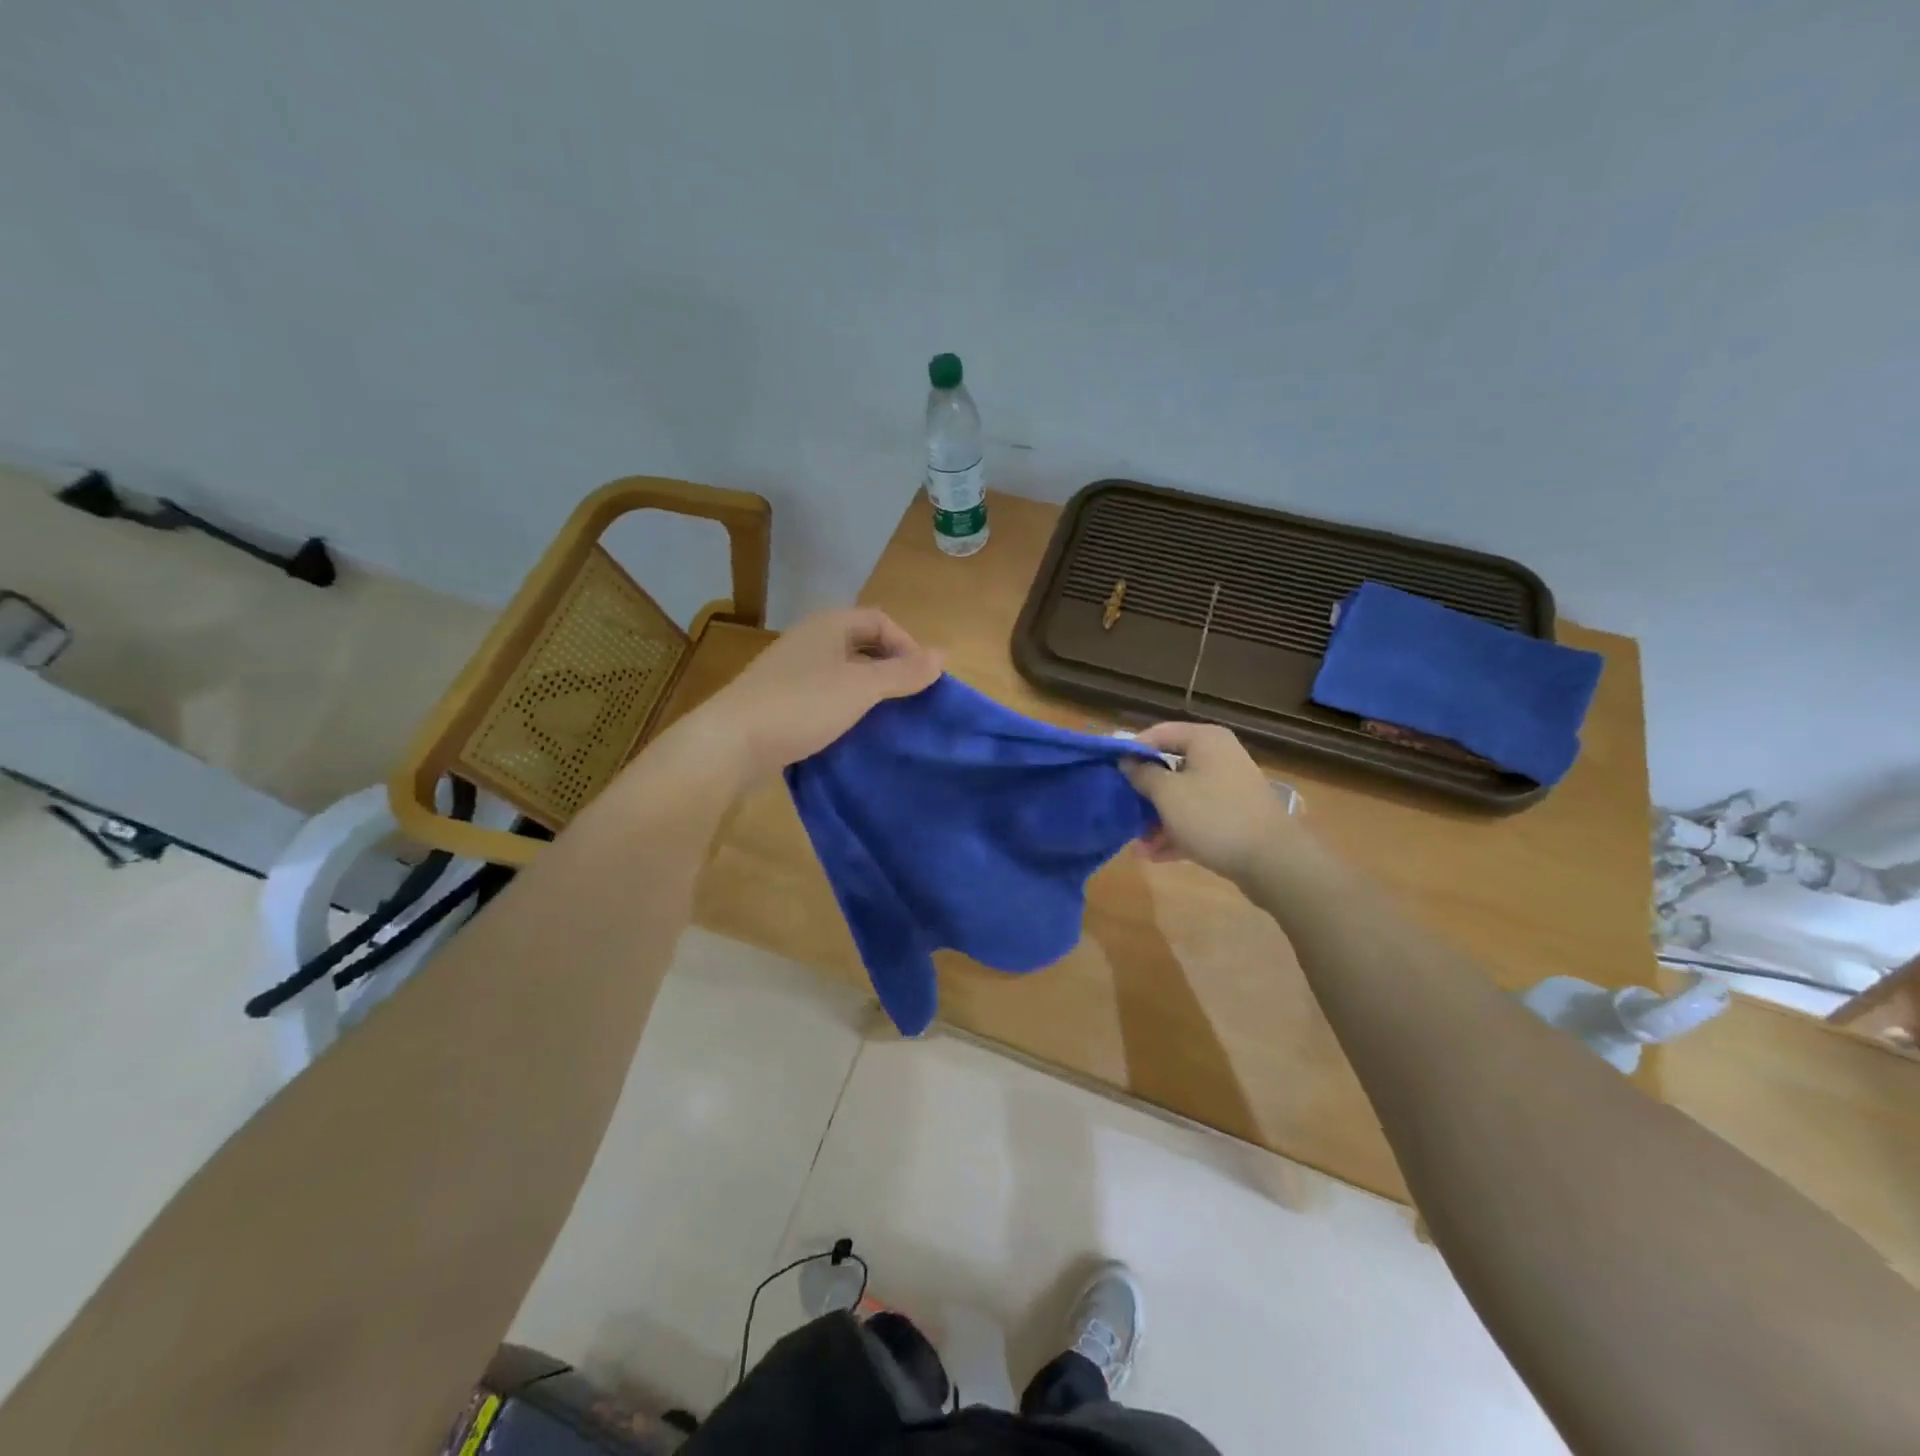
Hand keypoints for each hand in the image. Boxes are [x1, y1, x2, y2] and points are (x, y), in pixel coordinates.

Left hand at [691, 607, 942, 784]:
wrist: (731, 742)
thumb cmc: (802, 705)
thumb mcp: (861, 688)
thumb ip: (903, 672)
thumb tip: (943, 656)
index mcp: (829, 625)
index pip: (880, 621)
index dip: (908, 644)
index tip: (923, 679)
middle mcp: (809, 640)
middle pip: (861, 644)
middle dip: (890, 667)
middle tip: (910, 697)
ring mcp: (791, 670)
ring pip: (842, 671)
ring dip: (868, 689)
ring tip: (887, 717)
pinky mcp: (780, 700)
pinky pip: (823, 694)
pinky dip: (844, 706)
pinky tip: (852, 730)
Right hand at [1120, 722, 1299, 884]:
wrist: (1273, 861)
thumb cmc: (1214, 816)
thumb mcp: (1168, 794)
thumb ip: (1143, 774)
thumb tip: (1128, 761)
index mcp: (1205, 740)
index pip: (1159, 733)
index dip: (1132, 749)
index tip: (1109, 769)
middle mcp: (1219, 757)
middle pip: (1170, 767)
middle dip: (1144, 792)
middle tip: (1121, 808)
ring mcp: (1228, 788)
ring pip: (1182, 797)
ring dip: (1157, 819)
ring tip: (1138, 844)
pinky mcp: (1234, 817)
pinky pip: (1197, 818)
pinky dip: (1177, 832)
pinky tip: (1155, 855)